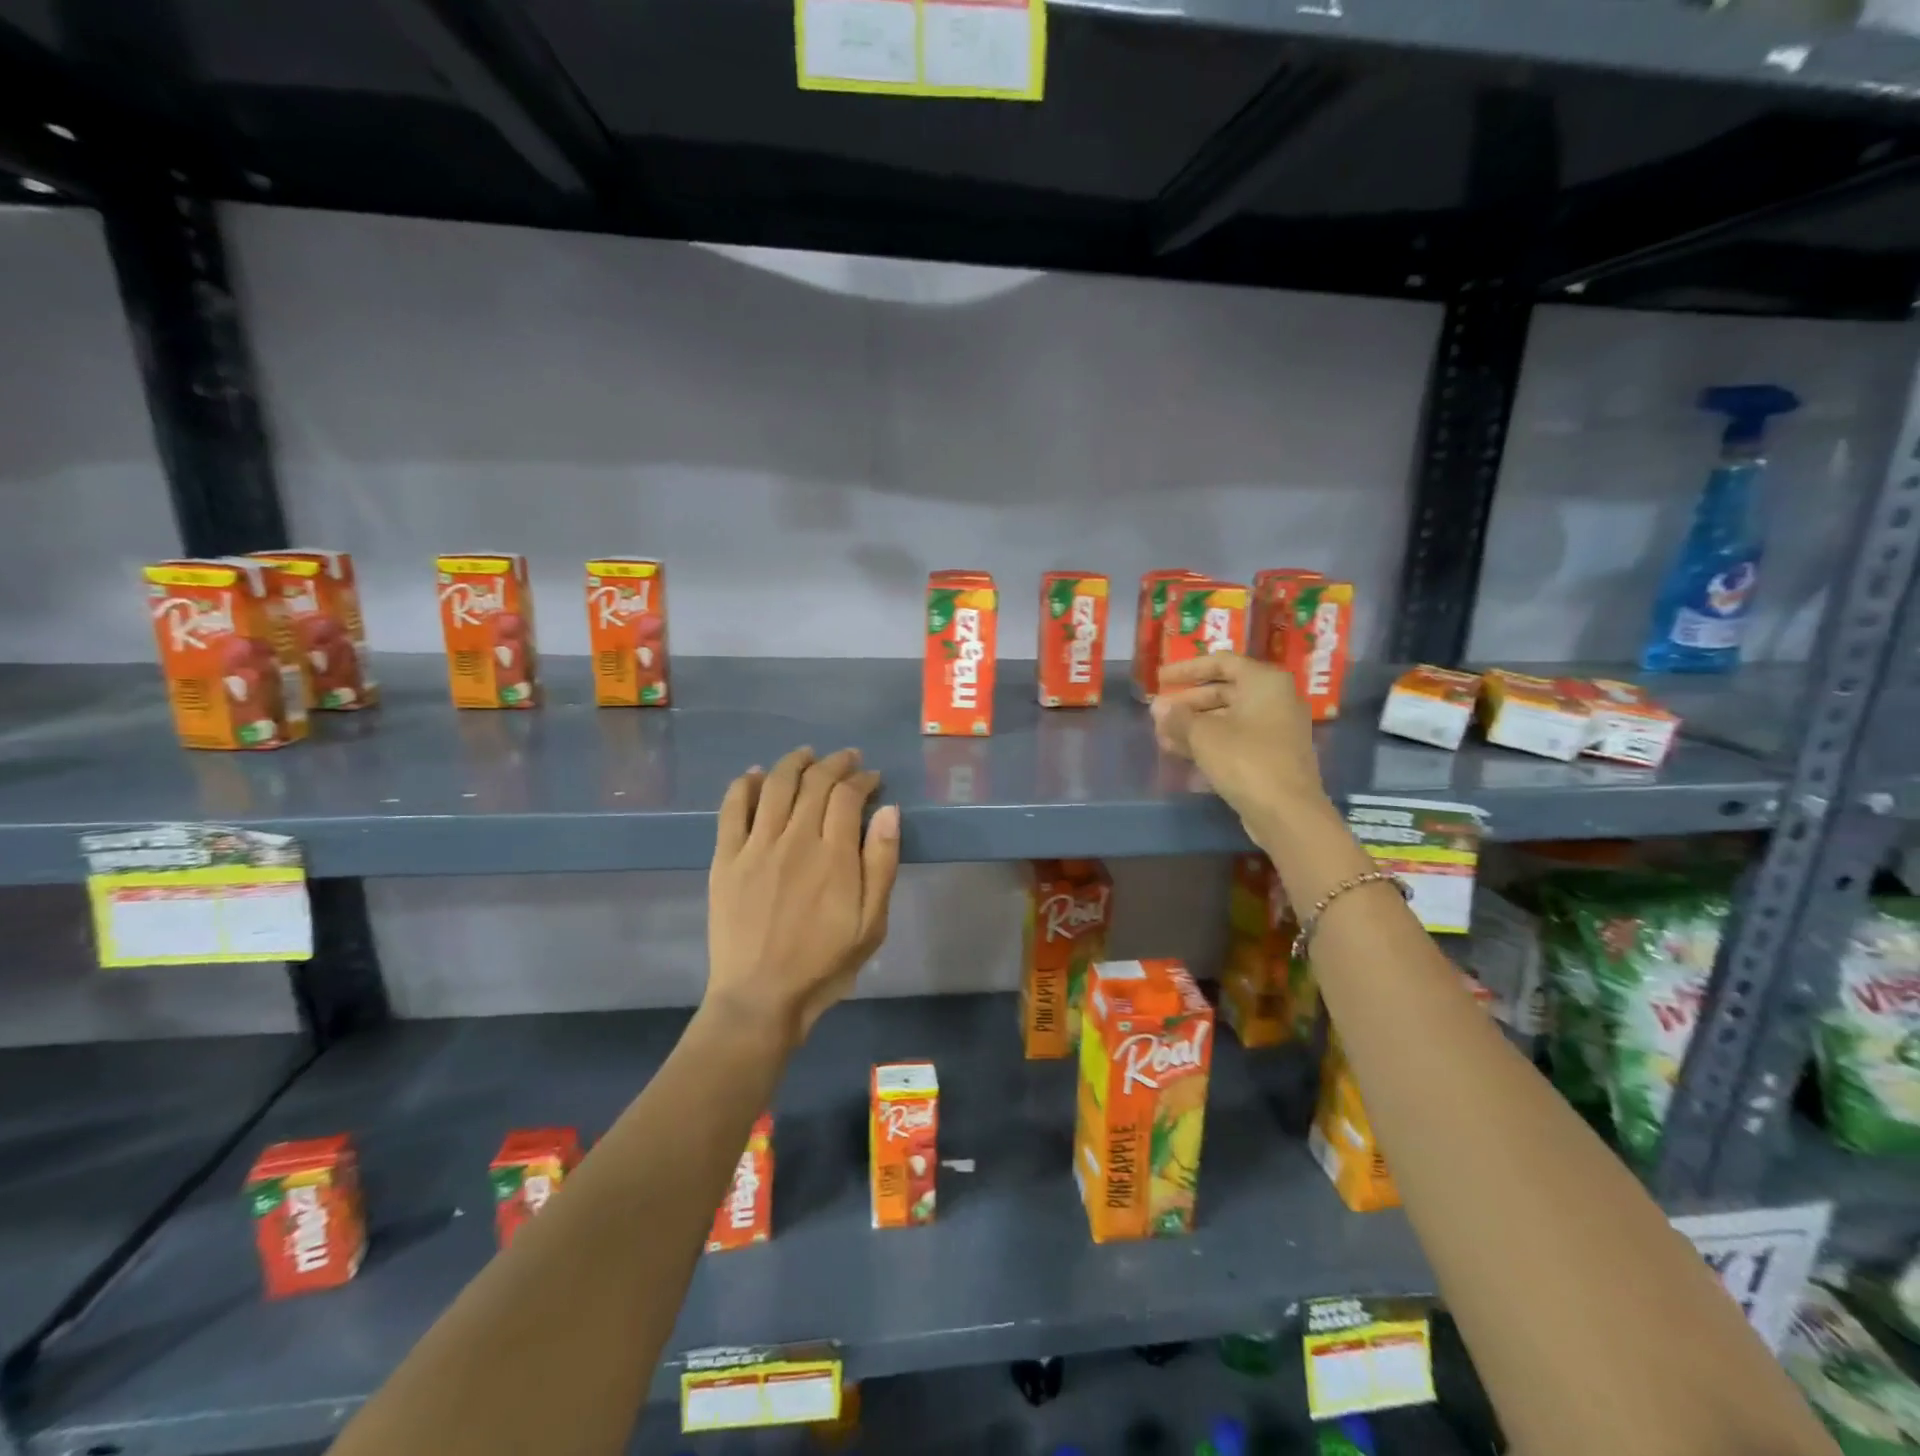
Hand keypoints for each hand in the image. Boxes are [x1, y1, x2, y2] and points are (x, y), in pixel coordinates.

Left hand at [707, 747, 900, 1047]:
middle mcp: (795, 840)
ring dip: (794, 763)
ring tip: (807, 754)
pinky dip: (745, 785)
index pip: (848, 796)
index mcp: (834, 856)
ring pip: (776, 786)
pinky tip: (756, 774)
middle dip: (835, 764)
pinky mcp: (725, 859)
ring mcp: (755, 847)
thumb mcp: (872, 923)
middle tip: (846, 759)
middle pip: (814, 783)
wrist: (760, 996)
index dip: (862, 779)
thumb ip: (881, 863)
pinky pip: (732, 809)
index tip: (872, 778)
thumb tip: (889, 811)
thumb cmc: (824, 964)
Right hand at [1150, 655, 1328, 831]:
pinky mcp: (1270, 755)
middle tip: (1157, 713)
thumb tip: (1159, 708)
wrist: (1286, 812)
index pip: (1221, 662)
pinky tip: (1179, 752)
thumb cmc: (1245, 760)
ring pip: (1226, 718)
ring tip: (1161, 736)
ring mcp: (1275, 729)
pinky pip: (1234, 739)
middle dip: (1186, 702)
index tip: (1160, 680)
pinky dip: (1208, 742)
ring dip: (1193, 725)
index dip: (1187, 669)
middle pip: (1223, 690)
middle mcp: (1274, 699)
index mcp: (1264, 682)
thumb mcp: (1203, 735)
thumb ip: (1178, 717)